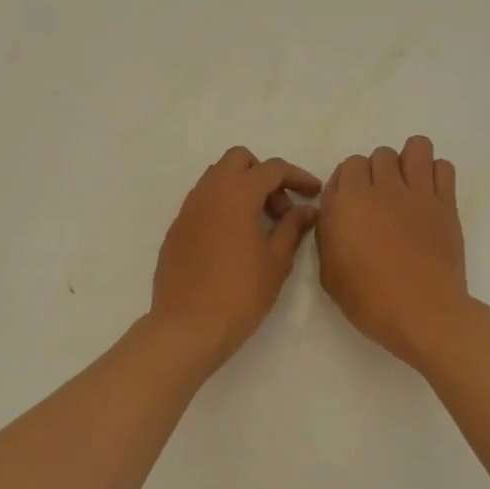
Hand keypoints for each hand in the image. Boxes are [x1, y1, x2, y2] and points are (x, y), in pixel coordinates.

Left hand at [150, 146, 322, 368]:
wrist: (188, 327)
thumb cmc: (241, 294)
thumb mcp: (276, 261)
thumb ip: (292, 227)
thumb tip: (306, 209)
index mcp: (236, 194)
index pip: (271, 169)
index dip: (297, 177)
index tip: (313, 193)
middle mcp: (208, 193)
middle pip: (238, 161)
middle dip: (263, 175)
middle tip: (280, 210)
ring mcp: (187, 210)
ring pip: (216, 179)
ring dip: (241, 189)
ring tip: (259, 226)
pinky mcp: (176, 230)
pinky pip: (202, 203)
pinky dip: (222, 208)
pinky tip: (234, 241)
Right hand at [318, 135, 470, 366]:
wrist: (422, 312)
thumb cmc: (369, 300)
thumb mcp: (329, 272)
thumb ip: (329, 234)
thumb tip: (337, 214)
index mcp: (348, 201)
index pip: (347, 166)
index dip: (348, 184)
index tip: (352, 206)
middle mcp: (382, 187)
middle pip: (380, 155)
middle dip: (377, 172)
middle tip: (380, 202)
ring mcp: (418, 192)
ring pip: (415, 147)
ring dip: (408, 161)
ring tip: (407, 187)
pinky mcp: (446, 203)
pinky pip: (443, 167)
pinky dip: (435, 174)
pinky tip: (429, 196)